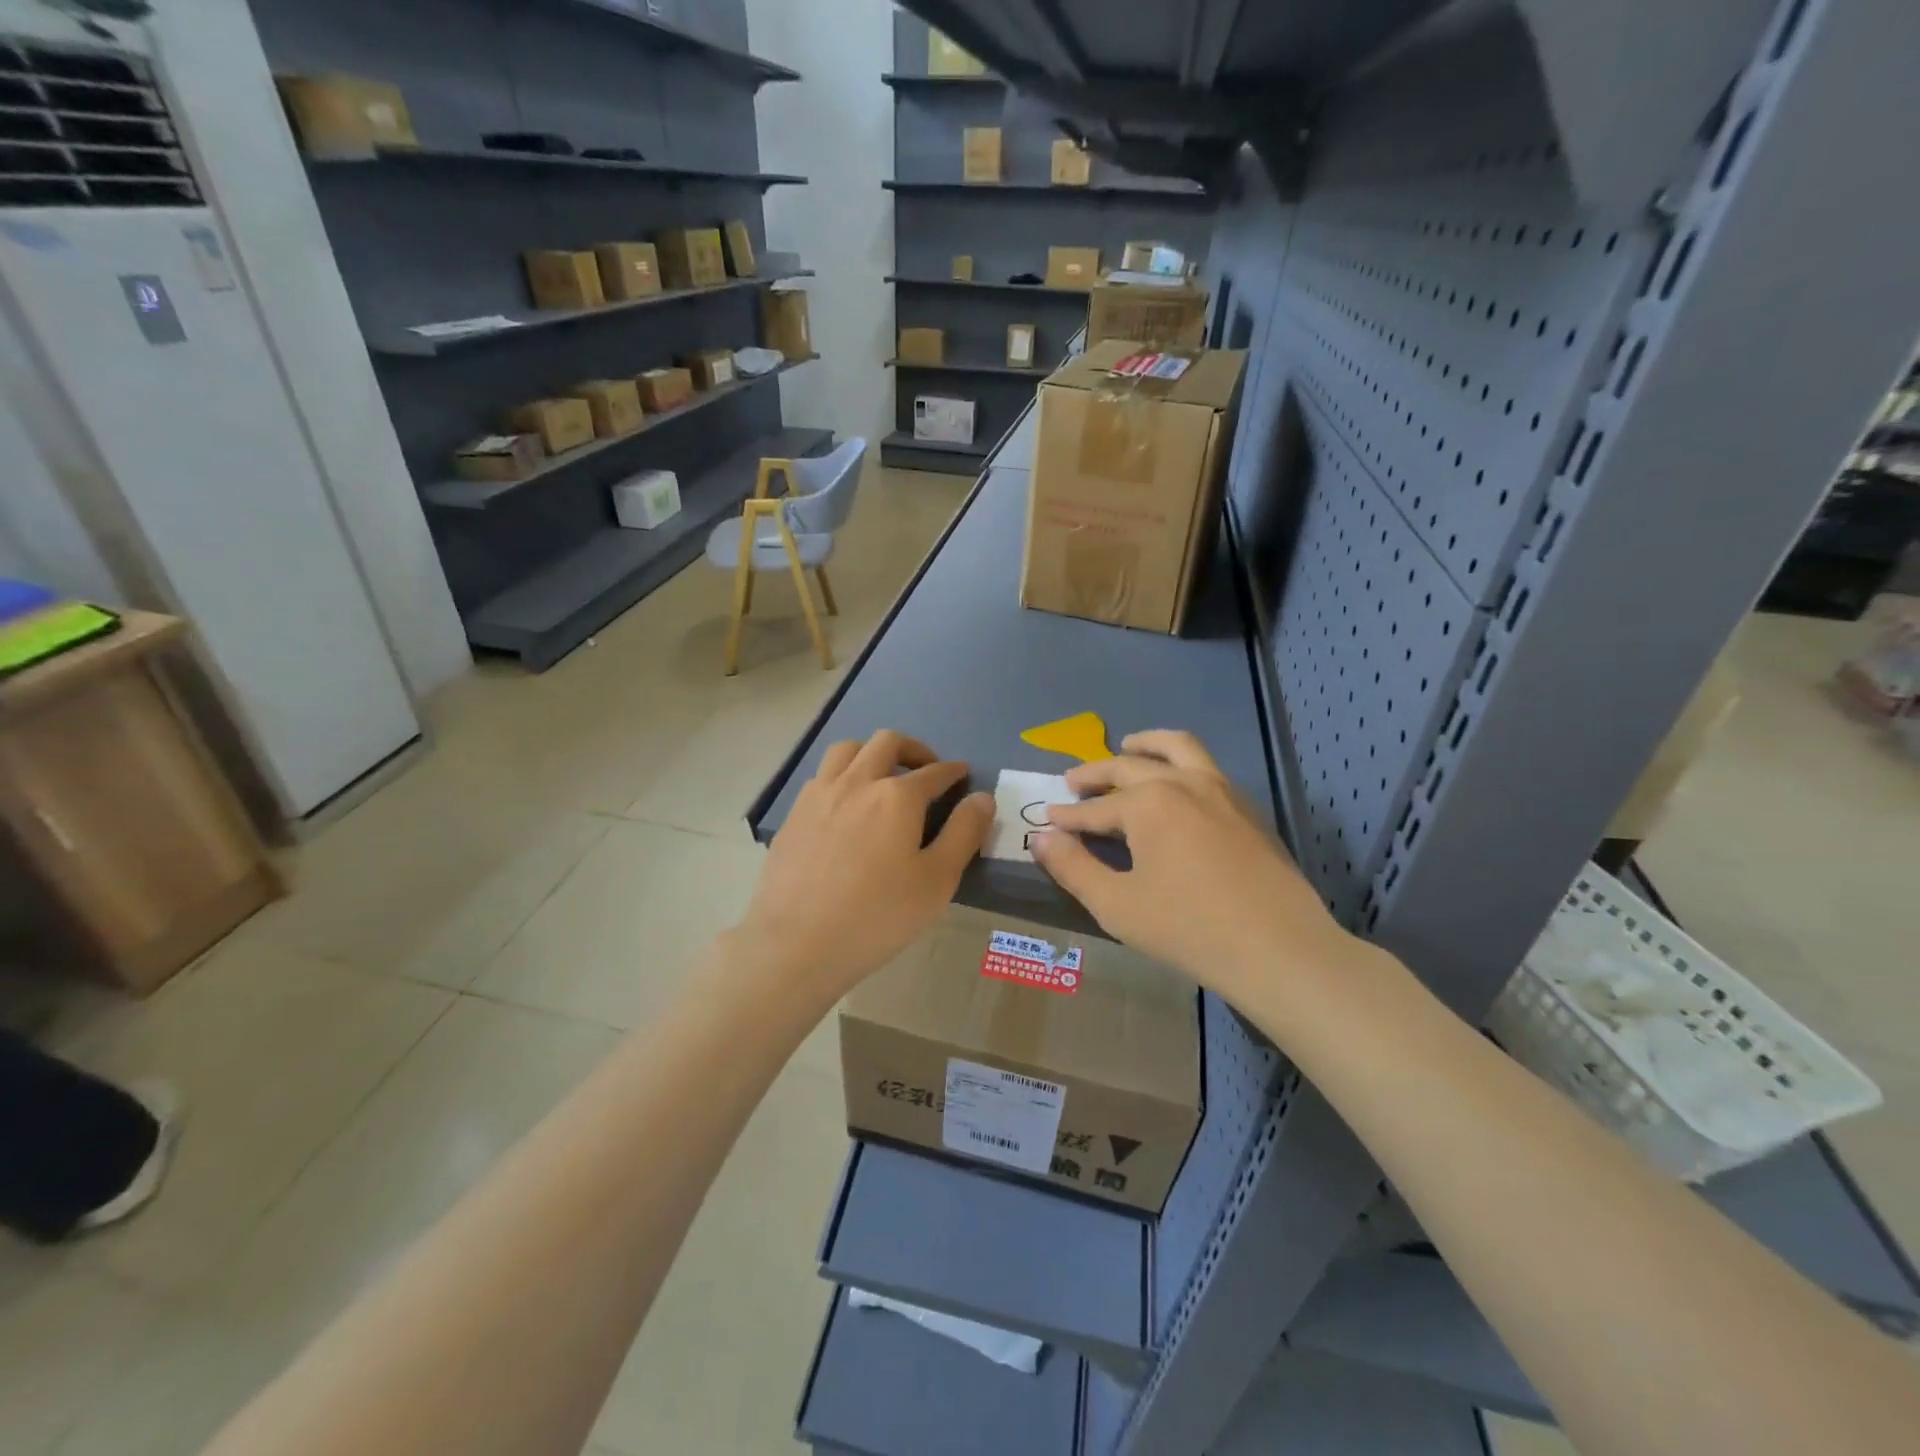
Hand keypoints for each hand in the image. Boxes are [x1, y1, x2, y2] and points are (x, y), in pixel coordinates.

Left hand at [734, 730, 992, 1007]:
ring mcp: (819, 794)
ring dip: (872, 753)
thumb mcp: (936, 881)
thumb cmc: (877, 916)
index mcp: (896, 796)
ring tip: (883, 777)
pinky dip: (843, 775)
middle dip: (913, 749)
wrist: (797, 943)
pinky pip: (822, 775)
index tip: (962, 774)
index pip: (934, 772)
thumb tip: (982, 797)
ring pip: (847, 749)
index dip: (953, 771)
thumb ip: (963, 833)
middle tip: (926, 770)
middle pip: (887, 743)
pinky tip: (847, 805)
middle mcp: (857, 782)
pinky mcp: (794, 814)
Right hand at [1031, 730, 1348, 993]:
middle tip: (1073, 781)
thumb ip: (1073, 867)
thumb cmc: (1189, 928)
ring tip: (1128, 745)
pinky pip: (1206, 767)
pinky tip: (1174, 785)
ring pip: (1178, 748)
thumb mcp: (1117, 904)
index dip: (1068, 816)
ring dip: (1146, 745)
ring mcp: (1221, 790)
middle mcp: (1183, 783)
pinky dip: (1180, 762)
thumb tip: (1040, 838)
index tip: (1047, 820)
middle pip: (1129, 767)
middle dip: (1096, 773)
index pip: (1095, 807)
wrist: (1279, 949)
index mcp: (1148, 803)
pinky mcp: (1247, 807)